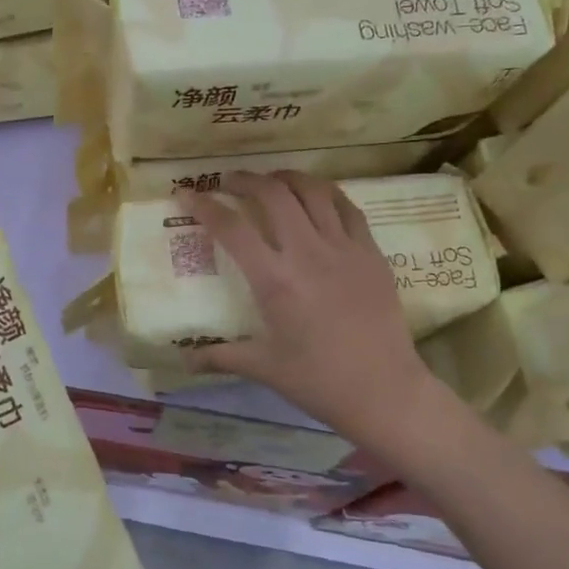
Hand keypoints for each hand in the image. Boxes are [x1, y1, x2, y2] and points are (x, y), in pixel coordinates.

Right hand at [184, 173, 440, 450]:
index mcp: (275, 280)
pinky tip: (315, 195)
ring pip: (313, 191)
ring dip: (286, 177)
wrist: (384, 390)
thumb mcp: (264, 367)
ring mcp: (344, 248)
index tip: (186, 192)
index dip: (204, 205)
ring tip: (271, 180)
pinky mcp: (371, 252)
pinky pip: (347, 207)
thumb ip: (220, 356)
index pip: (231, 228)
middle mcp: (307, 253)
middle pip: (273, 194)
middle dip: (245, 180)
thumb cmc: (318, 381)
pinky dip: (326, 193)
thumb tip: (184, 360)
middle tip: (229, 182)